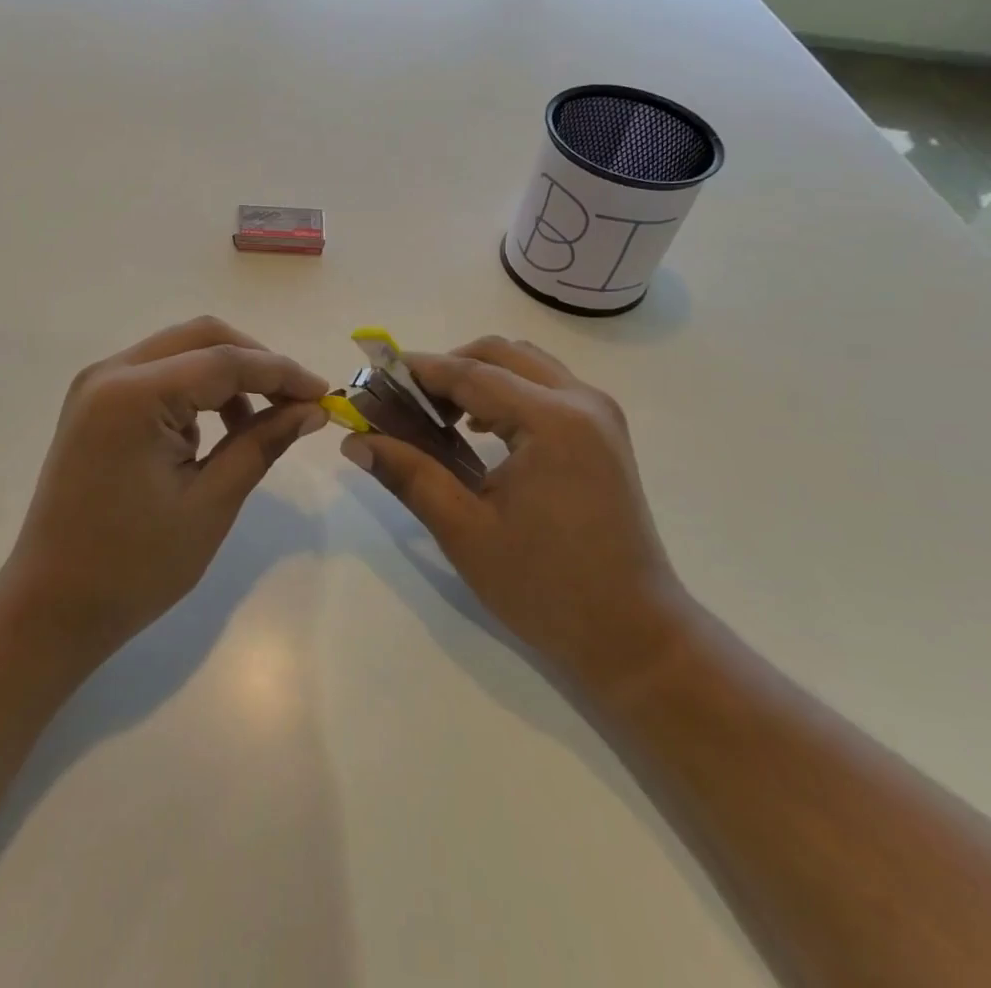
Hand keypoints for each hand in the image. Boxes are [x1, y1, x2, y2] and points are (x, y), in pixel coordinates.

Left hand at [3, 317, 329, 663]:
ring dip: (226, 373)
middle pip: (201, 337)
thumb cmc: (134, 566)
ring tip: (257, 424)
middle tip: (295, 401)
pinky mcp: (95, 403)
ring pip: (180, 350)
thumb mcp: (211, 503)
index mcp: (134, 394)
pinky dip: (195, 389)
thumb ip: (262, 442)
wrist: (51, 606)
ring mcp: (97, 385)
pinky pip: (158, 374)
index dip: (282, 373)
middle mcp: (110, 372)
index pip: (225, 361)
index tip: (325, 394)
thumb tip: (311, 408)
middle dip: (255, 362)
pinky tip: (213, 432)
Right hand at [341, 337, 682, 694]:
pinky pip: (546, 387)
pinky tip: (480, 430)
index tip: (373, 377)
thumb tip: (355, 441)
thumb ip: (409, 475)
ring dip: (478, 376)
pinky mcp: (604, 433)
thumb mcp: (465, 531)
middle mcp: (582, 401)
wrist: (635, 637)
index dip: (417, 371)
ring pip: (525, 365)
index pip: (470, 373)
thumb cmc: (547, 588)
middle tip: (407, 401)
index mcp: (552, 421)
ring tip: (439, 416)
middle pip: (500, 353)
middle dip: (448, 367)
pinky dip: (506, 391)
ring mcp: (599, 414)